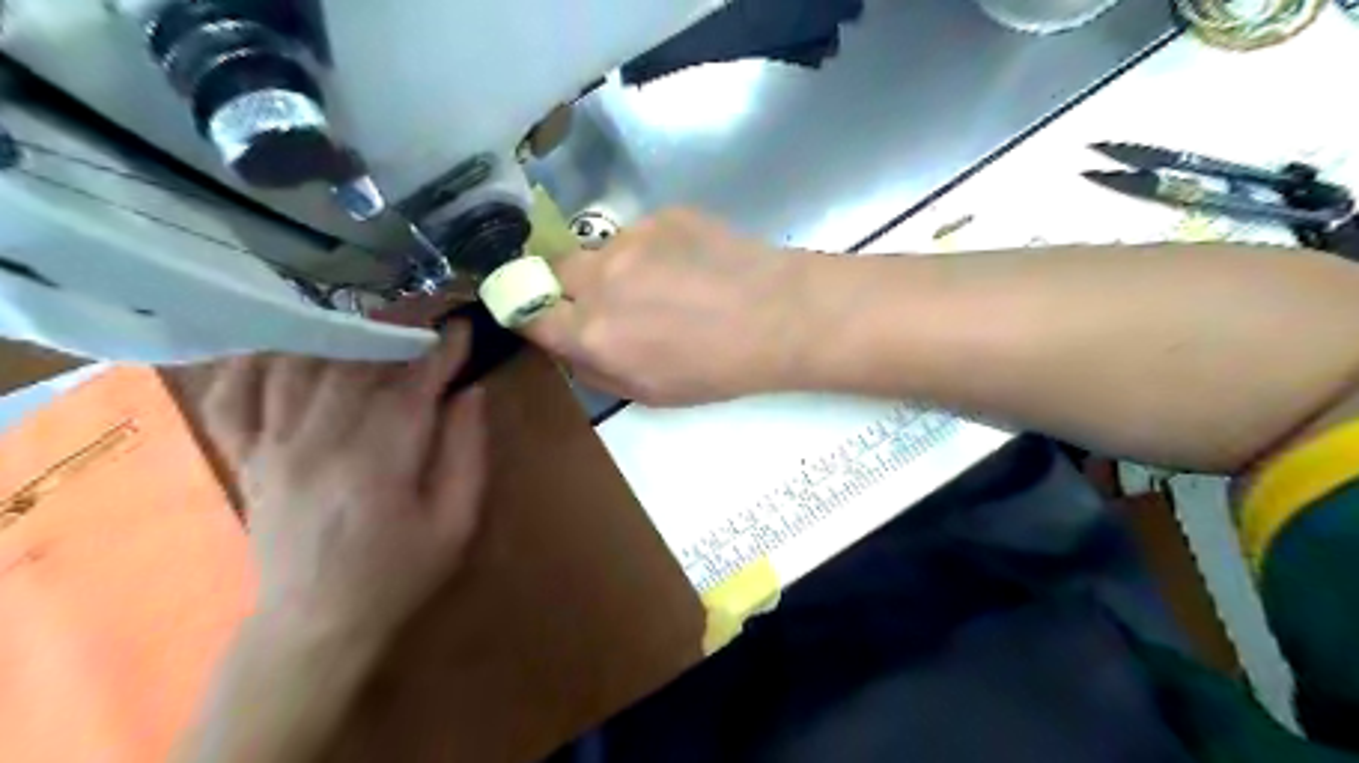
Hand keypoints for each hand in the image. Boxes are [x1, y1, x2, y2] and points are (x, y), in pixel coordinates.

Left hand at [203, 331, 492, 645]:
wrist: (318, 623)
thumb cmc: (399, 574)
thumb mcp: (456, 522)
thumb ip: (467, 453)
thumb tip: (470, 393)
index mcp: (376, 463)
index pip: (411, 386)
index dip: (440, 352)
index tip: (462, 328)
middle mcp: (316, 444)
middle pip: (355, 366)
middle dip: (395, 333)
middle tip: (425, 320)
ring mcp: (270, 448)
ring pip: (299, 368)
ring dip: (338, 337)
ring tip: (373, 328)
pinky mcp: (244, 458)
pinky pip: (233, 396)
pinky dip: (253, 362)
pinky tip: (283, 345)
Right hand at [522, 210, 816, 407]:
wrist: (779, 316)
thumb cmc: (717, 368)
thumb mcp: (649, 394)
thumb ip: (595, 370)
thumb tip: (568, 346)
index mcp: (592, 333)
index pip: (528, 312)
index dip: (531, 312)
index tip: (542, 314)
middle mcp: (599, 280)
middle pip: (553, 269)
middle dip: (568, 285)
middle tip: (607, 300)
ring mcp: (631, 239)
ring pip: (599, 249)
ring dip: (613, 267)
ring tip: (662, 284)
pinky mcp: (663, 215)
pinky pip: (639, 234)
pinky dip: (652, 250)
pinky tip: (689, 266)